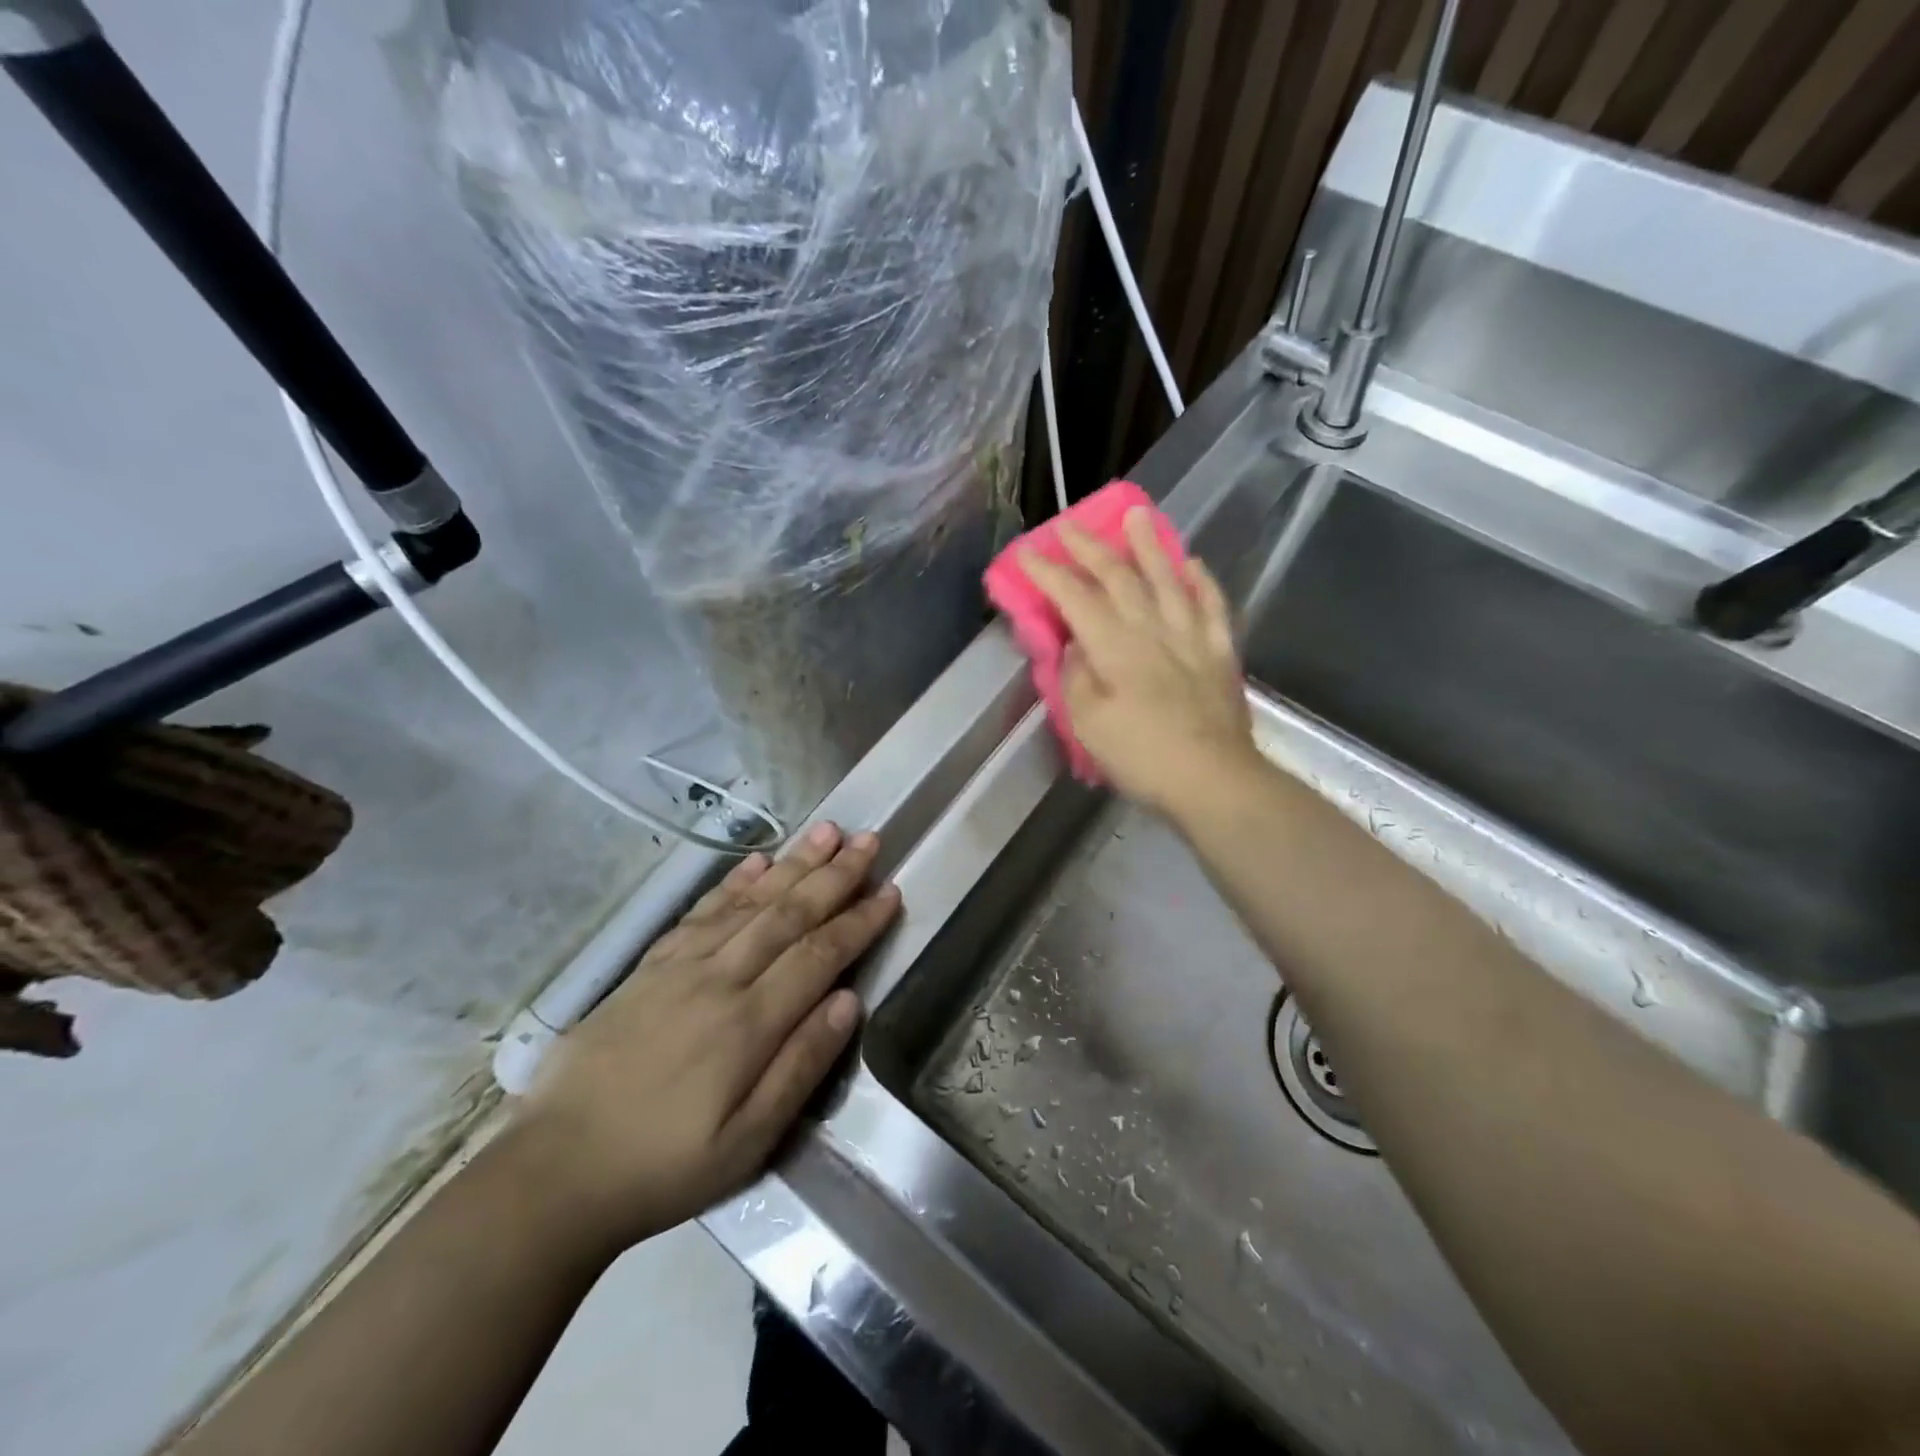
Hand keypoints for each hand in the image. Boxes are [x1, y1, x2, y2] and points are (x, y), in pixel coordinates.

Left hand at [514, 823, 898, 1250]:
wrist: (556, 1171)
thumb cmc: (665, 1166)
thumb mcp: (747, 1142)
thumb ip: (801, 1066)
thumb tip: (850, 1001)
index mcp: (748, 1024)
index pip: (818, 955)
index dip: (858, 921)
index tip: (890, 890)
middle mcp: (719, 979)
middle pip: (787, 914)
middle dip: (834, 875)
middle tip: (869, 839)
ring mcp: (680, 967)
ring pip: (749, 902)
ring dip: (793, 864)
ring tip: (826, 831)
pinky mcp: (649, 967)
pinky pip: (701, 911)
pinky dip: (733, 883)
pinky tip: (757, 862)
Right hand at [1020, 508, 1258, 816]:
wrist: (1212, 779)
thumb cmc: (1141, 756)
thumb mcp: (1087, 723)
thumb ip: (1076, 677)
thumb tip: (1076, 645)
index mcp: (1114, 647)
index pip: (1075, 598)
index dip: (1048, 572)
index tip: (1026, 552)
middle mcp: (1152, 629)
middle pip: (1119, 577)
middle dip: (1090, 548)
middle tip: (1069, 525)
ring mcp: (1191, 637)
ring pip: (1168, 579)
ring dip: (1149, 545)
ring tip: (1137, 514)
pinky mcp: (1219, 652)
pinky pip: (1212, 606)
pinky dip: (1201, 581)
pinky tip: (1193, 564)